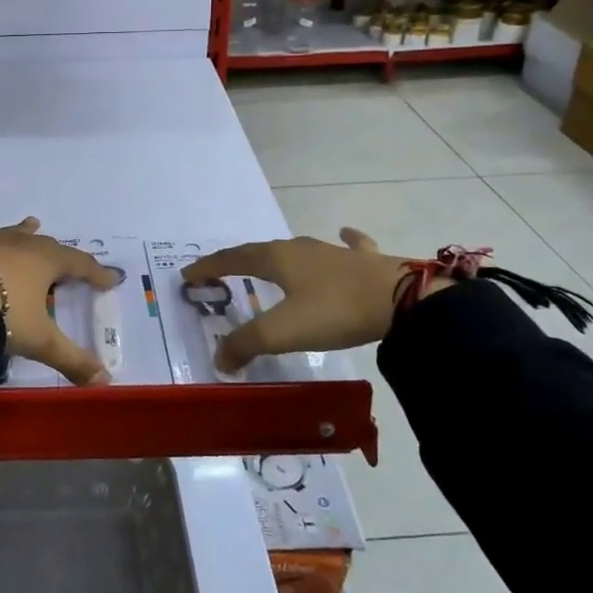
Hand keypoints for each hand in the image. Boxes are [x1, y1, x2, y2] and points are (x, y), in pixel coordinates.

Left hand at [0, 156, 120, 386]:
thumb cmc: (3, 316)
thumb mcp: (41, 341)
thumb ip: (73, 361)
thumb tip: (106, 383)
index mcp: (46, 263)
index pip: (79, 266)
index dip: (95, 274)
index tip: (110, 280)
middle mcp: (20, 246)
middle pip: (46, 249)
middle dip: (60, 258)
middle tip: (69, 265)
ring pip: (11, 233)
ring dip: (23, 231)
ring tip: (33, 221)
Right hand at [182, 229, 441, 372]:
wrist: (404, 300)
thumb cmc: (335, 311)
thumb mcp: (283, 332)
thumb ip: (246, 344)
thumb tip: (219, 359)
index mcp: (276, 260)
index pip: (232, 259)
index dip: (208, 267)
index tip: (188, 275)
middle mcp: (300, 249)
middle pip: (260, 251)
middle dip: (238, 261)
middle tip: (222, 272)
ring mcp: (334, 251)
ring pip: (298, 248)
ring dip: (278, 255)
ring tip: (269, 261)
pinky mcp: (365, 260)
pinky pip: (348, 245)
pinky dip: (342, 241)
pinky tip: (344, 234)